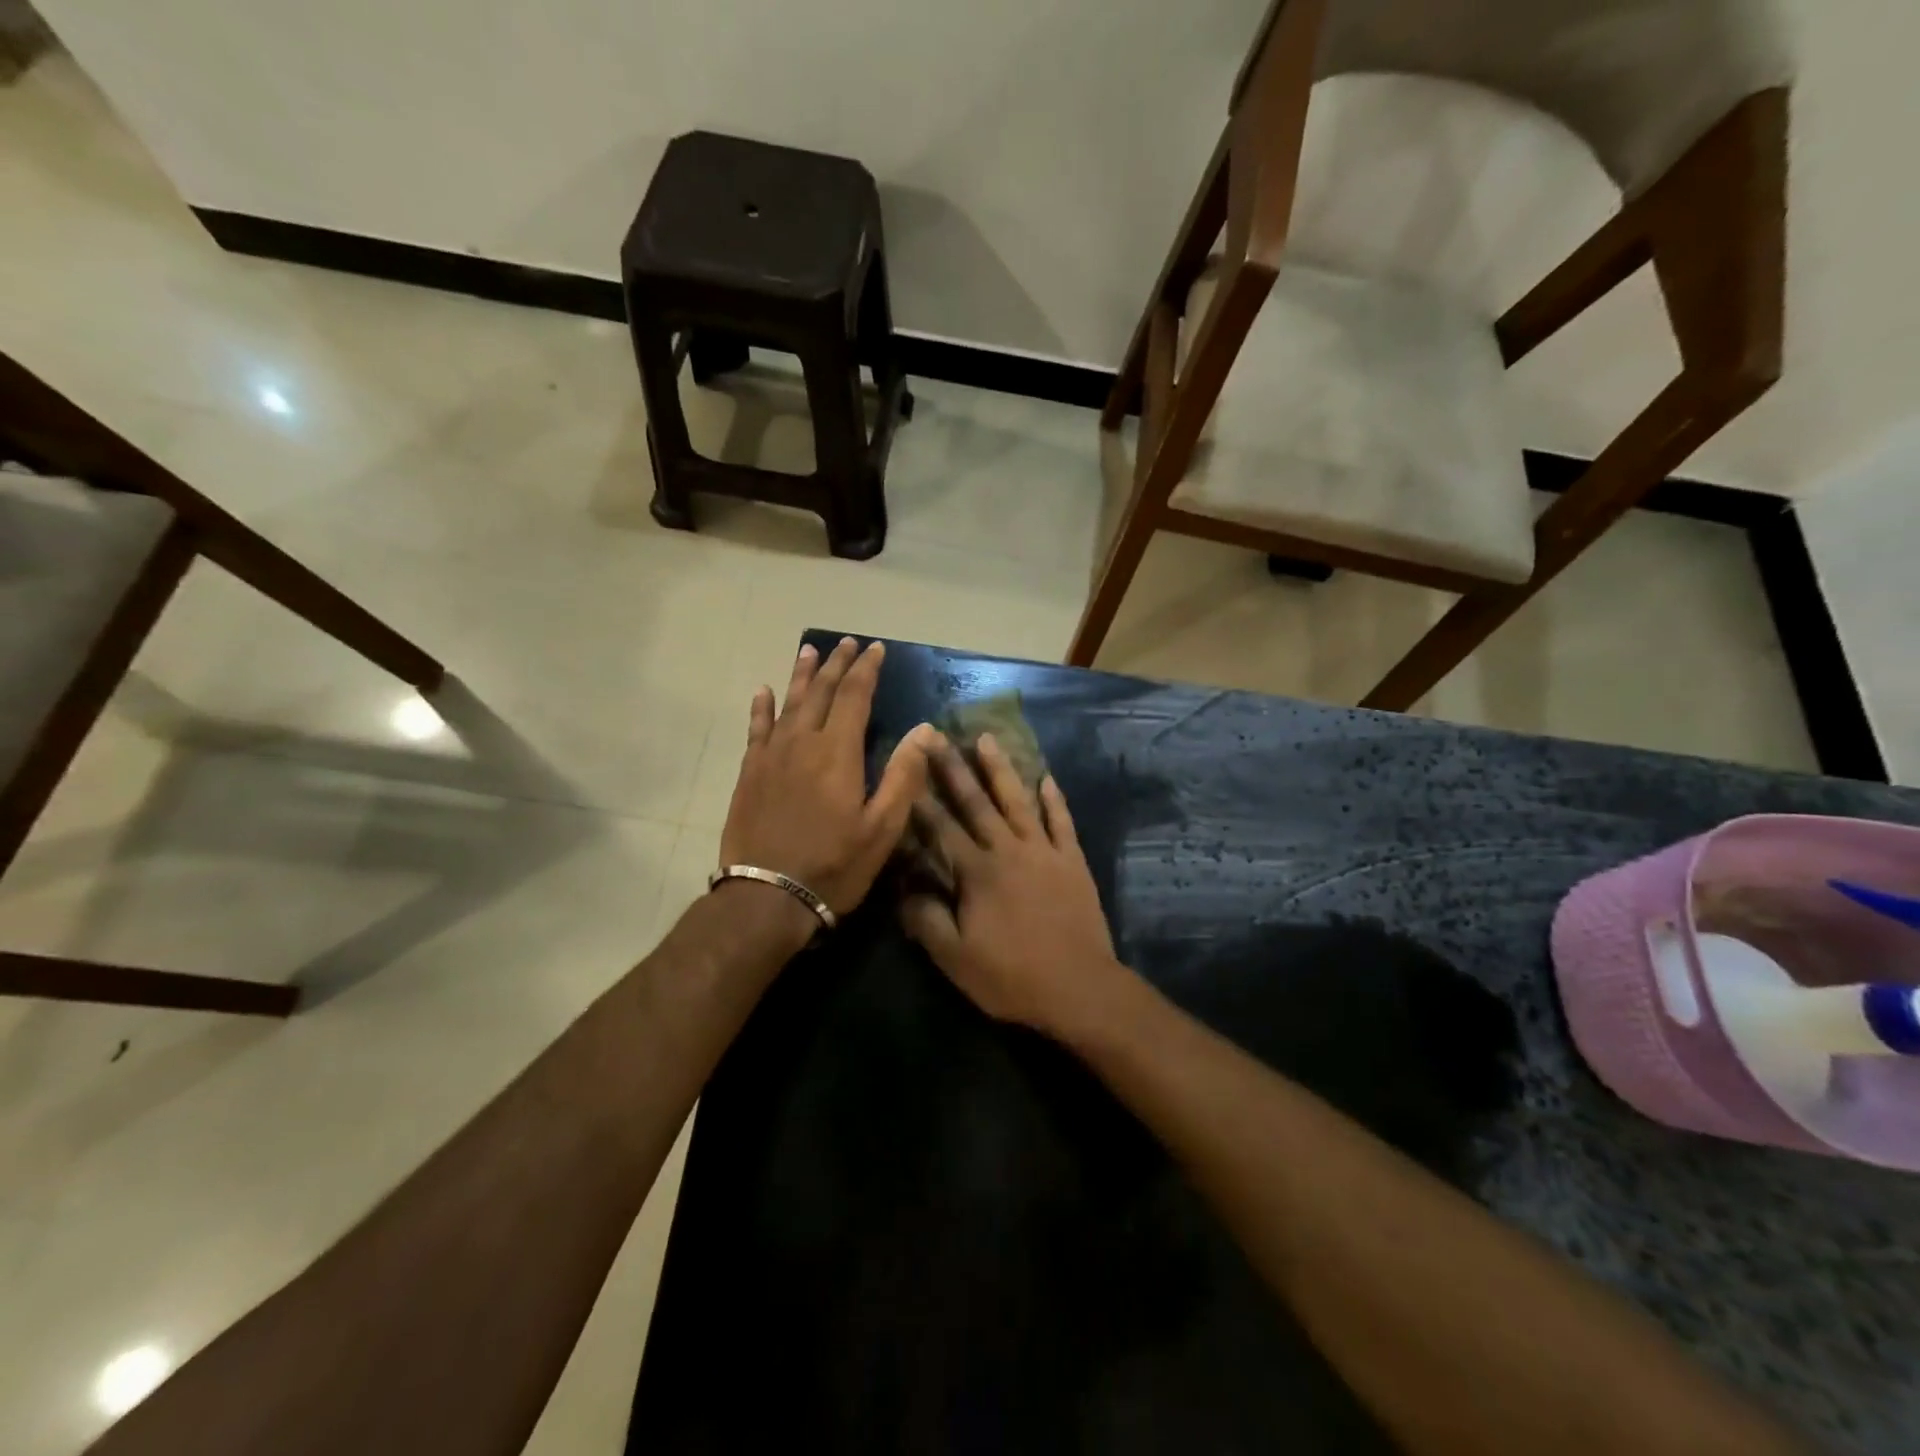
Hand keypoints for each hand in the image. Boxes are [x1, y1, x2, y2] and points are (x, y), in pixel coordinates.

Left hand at [721, 637, 938, 916]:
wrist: (767, 896)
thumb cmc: (834, 865)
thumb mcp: (882, 828)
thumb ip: (904, 776)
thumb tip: (925, 730)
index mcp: (838, 752)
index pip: (855, 696)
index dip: (866, 670)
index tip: (875, 649)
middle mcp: (803, 742)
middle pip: (822, 691)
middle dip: (837, 664)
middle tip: (847, 643)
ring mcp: (771, 756)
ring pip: (789, 703)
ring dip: (801, 675)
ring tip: (809, 650)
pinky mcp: (749, 773)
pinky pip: (756, 729)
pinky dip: (762, 707)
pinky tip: (763, 692)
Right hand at [901, 735, 1122, 1039]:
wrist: (1079, 987)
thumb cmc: (1012, 976)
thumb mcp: (956, 959)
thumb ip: (926, 920)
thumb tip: (902, 890)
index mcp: (977, 872)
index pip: (941, 828)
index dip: (921, 799)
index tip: (907, 768)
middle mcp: (1008, 850)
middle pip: (976, 802)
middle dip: (954, 768)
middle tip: (938, 735)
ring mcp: (1044, 852)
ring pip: (1018, 801)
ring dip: (1002, 769)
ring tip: (988, 738)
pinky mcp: (1072, 861)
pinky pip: (1062, 822)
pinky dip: (1054, 800)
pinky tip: (1047, 777)